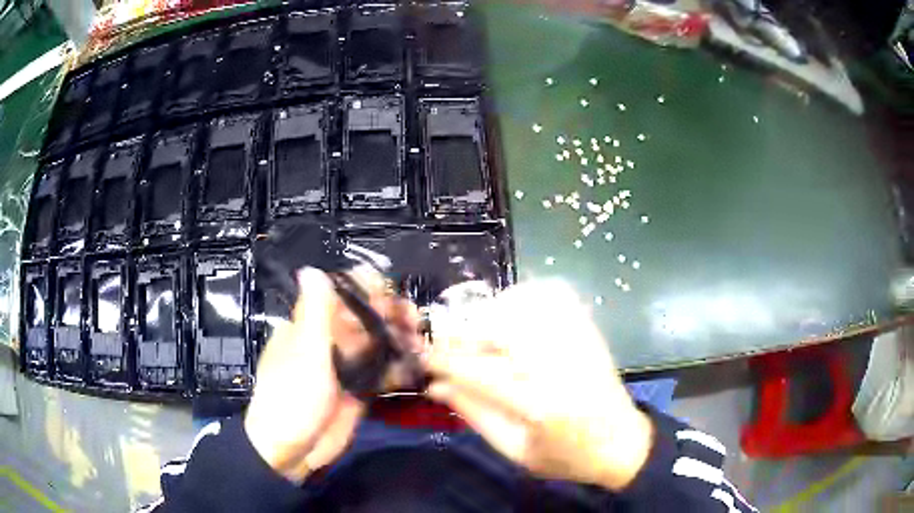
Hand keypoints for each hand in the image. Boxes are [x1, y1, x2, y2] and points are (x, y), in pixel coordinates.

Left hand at [244, 267, 420, 482]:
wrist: (291, 451)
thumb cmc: (291, 398)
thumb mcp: (304, 354)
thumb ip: (314, 312)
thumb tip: (312, 268)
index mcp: (309, 327)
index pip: (340, 297)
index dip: (366, 292)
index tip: (390, 294)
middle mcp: (329, 343)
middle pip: (363, 319)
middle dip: (389, 316)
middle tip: (415, 320)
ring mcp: (345, 368)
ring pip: (375, 345)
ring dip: (398, 341)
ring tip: (420, 343)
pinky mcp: (358, 391)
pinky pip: (380, 373)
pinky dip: (398, 369)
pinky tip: (415, 367)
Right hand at [425, 279, 653, 490]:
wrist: (622, 443)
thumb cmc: (566, 457)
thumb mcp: (515, 451)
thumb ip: (475, 415)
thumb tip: (437, 385)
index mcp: (540, 405)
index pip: (478, 372)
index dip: (443, 360)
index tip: (421, 355)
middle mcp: (560, 364)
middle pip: (498, 328)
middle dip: (463, 334)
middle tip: (449, 348)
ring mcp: (577, 340)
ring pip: (522, 304)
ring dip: (490, 315)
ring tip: (482, 337)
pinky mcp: (588, 329)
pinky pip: (551, 295)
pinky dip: (522, 299)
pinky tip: (513, 318)